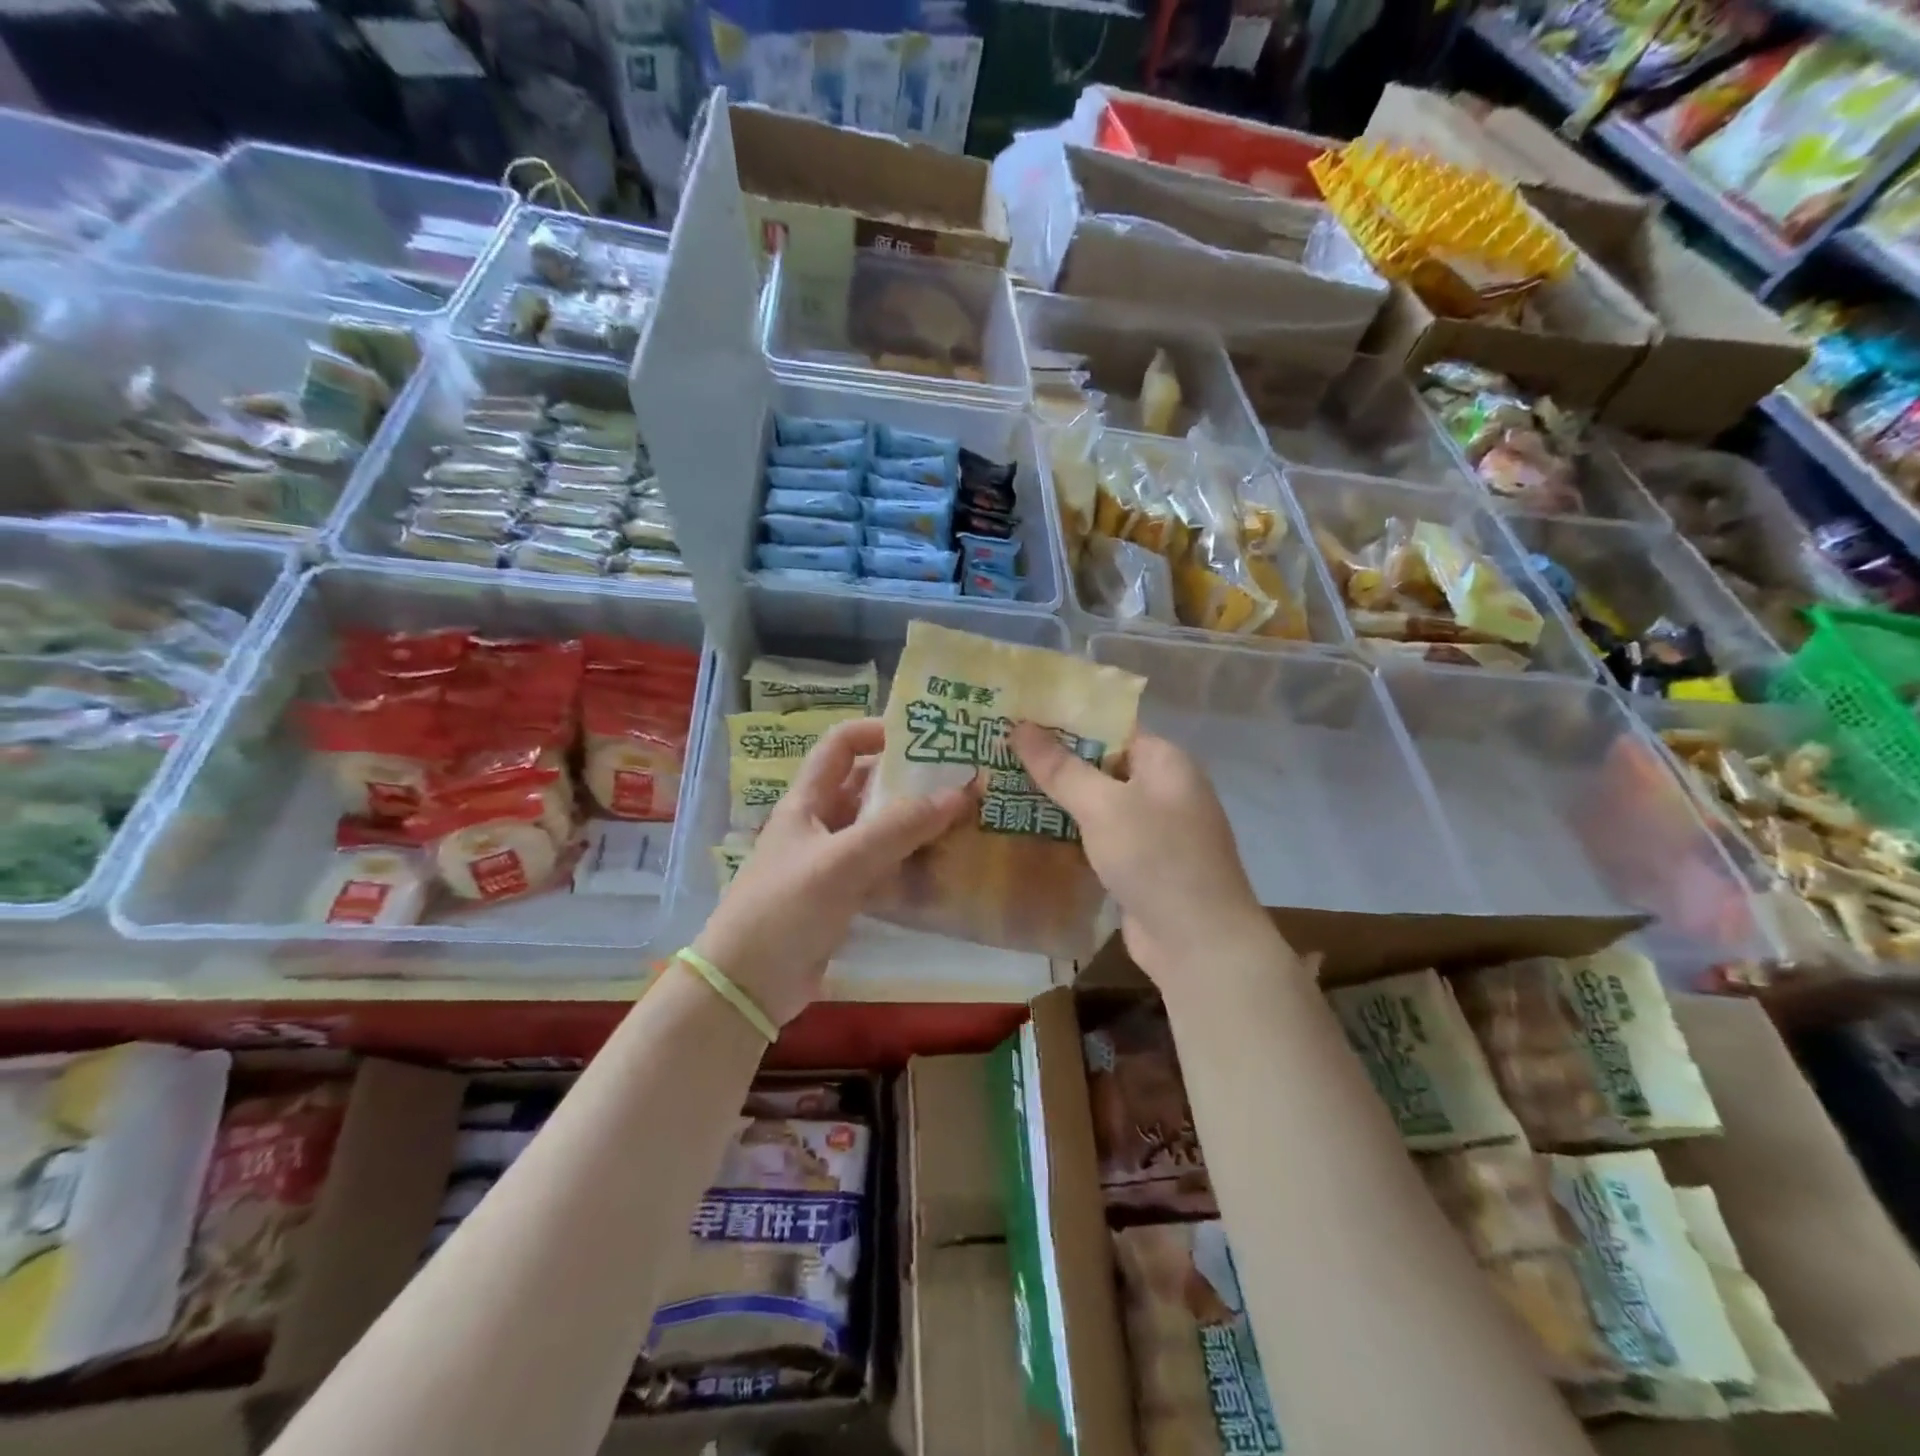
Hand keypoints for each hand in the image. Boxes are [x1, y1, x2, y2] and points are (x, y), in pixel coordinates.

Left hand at [691, 718, 974, 1026]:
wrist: (747, 986)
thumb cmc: (785, 908)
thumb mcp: (842, 861)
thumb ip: (899, 827)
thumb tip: (961, 792)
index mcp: (807, 801)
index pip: (840, 745)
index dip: (876, 731)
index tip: (923, 737)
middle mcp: (820, 824)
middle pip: (868, 786)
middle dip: (910, 780)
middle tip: (962, 779)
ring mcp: (831, 862)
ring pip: (880, 829)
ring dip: (916, 823)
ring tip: (966, 818)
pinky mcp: (842, 897)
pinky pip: (883, 868)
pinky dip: (910, 863)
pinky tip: (945, 866)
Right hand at [1011, 722, 1273, 979]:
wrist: (1199, 944)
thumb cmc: (1156, 858)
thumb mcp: (1104, 806)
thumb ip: (1061, 768)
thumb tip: (1020, 726)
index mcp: (1165, 762)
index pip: (1111, 727)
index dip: (1066, 721)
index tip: (1020, 718)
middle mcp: (1162, 790)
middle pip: (1101, 765)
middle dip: (1054, 762)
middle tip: (1001, 753)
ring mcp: (1153, 830)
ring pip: (1097, 805)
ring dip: (1058, 801)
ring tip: (1002, 788)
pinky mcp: (1140, 865)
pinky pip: (1099, 838)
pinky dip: (1070, 834)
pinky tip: (1029, 831)